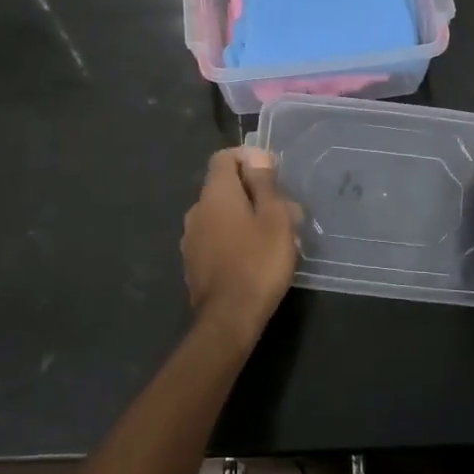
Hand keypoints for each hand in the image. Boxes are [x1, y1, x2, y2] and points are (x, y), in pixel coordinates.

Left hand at [182, 147, 299, 345]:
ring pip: (219, 213)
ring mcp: (191, 237)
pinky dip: (232, 237)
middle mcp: (196, 209)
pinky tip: (253, 256)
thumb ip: (264, 183)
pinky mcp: (193, 262)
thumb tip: (256, 155)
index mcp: (215, 193)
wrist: (229, 318)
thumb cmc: (259, 262)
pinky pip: (214, 237)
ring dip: (243, 216)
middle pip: (223, 186)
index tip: (273, 173)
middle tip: (282, 209)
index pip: (224, 157)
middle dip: (252, 191)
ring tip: (272, 235)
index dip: (248, 158)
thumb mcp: (274, 218)